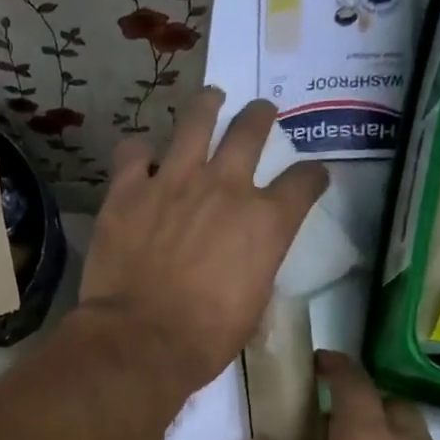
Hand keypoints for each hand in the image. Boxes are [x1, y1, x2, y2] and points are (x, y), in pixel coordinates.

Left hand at [78, 89, 326, 391]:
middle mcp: (225, 187)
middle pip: (251, 129)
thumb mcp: (251, 308)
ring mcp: (173, 181)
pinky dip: (139, 152)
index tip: (311, 178)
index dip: (312, 177)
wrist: (141, 340)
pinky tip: (139, 157)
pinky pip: (133, 152)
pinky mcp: (128, 190)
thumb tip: (247, 264)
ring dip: (206, 106)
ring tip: (210, 100)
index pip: (304, 181)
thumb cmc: (204, 339)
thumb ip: (255, 269)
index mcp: (266, 221)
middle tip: (260, 113)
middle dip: (260, 117)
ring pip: (196, 120)